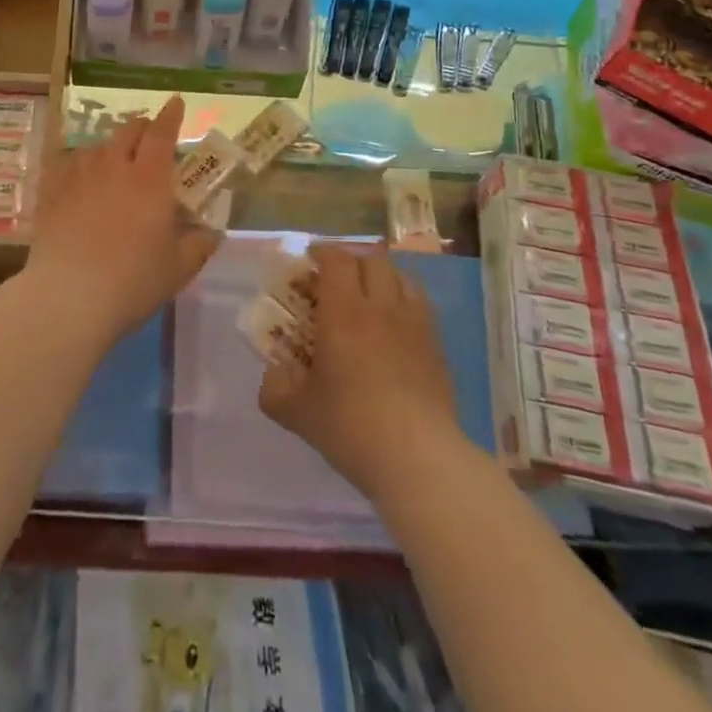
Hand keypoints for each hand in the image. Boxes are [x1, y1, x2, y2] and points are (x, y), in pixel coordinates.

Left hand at [27, 97, 218, 340]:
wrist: (68, 298)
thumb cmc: (132, 282)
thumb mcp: (177, 269)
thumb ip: (198, 246)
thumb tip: (212, 234)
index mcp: (150, 180)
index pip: (162, 133)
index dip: (171, 116)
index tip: (175, 103)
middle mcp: (114, 167)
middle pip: (128, 131)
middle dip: (142, 127)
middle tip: (149, 136)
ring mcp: (78, 177)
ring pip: (97, 147)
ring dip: (111, 147)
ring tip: (114, 161)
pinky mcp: (51, 192)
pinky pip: (66, 164)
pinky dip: (79, 164)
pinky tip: (78, 176)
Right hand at [259, 243, 461, 501]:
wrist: (418, 458)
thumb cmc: (351, 426)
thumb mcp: (297, 412)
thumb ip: (275, 389)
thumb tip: (273, 375)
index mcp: (343, 312)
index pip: (337, 259)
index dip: (322, 252)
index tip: (310, 259)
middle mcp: (381, 306)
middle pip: (372, 259)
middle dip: (352, 261)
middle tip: (337, 278)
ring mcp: (414, 324)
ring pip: (401, 276)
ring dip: (382, 276)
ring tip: (369, 294)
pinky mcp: (437, 346)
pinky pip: (420, 304)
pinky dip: (404, 301)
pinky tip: (395, 325)